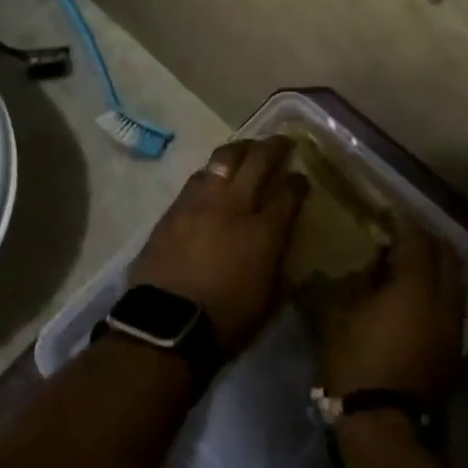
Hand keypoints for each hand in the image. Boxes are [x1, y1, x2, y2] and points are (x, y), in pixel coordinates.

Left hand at [129, 136, 307, 355]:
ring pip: (223, 160)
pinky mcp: (174, 209)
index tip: (301, 177)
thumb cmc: (227, 322)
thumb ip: (279, 261)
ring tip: (245, 150)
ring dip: (239, 151)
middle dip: (273, 147)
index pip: (289, 193)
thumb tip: (281, 243)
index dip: (298, 182)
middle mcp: (234, 206)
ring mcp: (200, 202)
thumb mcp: (270, 298)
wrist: (166, 326)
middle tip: (281, 141)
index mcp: (264, 231)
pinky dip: (211, 172)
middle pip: (257, 161)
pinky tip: (214, 176)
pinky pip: (197, 179)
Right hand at [306, 223, 463, 399]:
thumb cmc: (356, 360)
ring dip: (434, 266)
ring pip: (453, 281)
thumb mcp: (338, 314)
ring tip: (408, 265)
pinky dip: (436, 291)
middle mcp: (443, 300)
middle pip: (445, 255)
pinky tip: (414, 298)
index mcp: (415, 286)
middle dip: (426, 239)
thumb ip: (349, 281)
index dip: (403, 221)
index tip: (388, 211)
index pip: (417, 239)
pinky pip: (450, 304)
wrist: (382, 423)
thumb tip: (355, 265)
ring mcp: (453, 327)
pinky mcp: (453, 349)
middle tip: (402, 234)